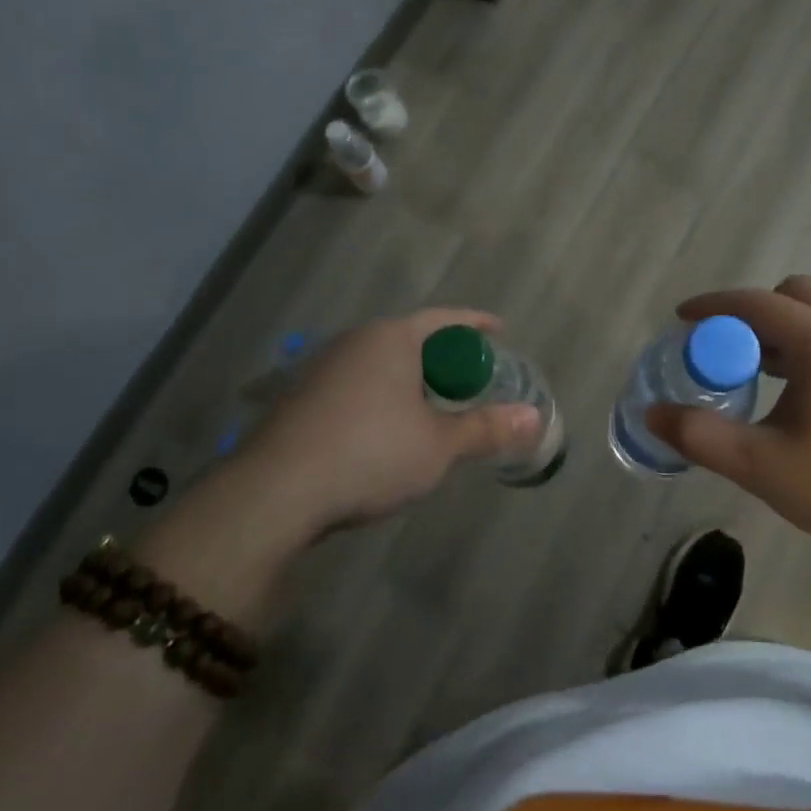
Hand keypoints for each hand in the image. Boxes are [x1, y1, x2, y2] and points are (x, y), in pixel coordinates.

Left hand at [235, 308, 540, 533]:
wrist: (276, 491)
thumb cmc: (370, 453)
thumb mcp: (439, 445)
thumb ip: (486, 428)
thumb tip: (535, 418)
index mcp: (391, 338)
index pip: (445, 319)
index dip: (477, 324)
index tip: (500, 330)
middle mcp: (355, 342)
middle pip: (412, 339)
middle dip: (444, 358)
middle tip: (471, 381)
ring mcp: (322, 369)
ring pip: (382, 364)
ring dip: (411, 381)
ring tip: (433, 408)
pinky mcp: (301, 399)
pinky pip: (357, 385)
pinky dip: (383, 398)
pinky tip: (386, 431)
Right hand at [645, 276, 810, 570]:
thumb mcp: (765, 468)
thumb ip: (701, 437)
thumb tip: (652, 414)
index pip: (755, 302)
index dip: (712, 306)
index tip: (681, 320)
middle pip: (794, 292)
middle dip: (752, 311)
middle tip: (726, 350)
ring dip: (785, 326)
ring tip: (759, 370)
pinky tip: (805, 390)